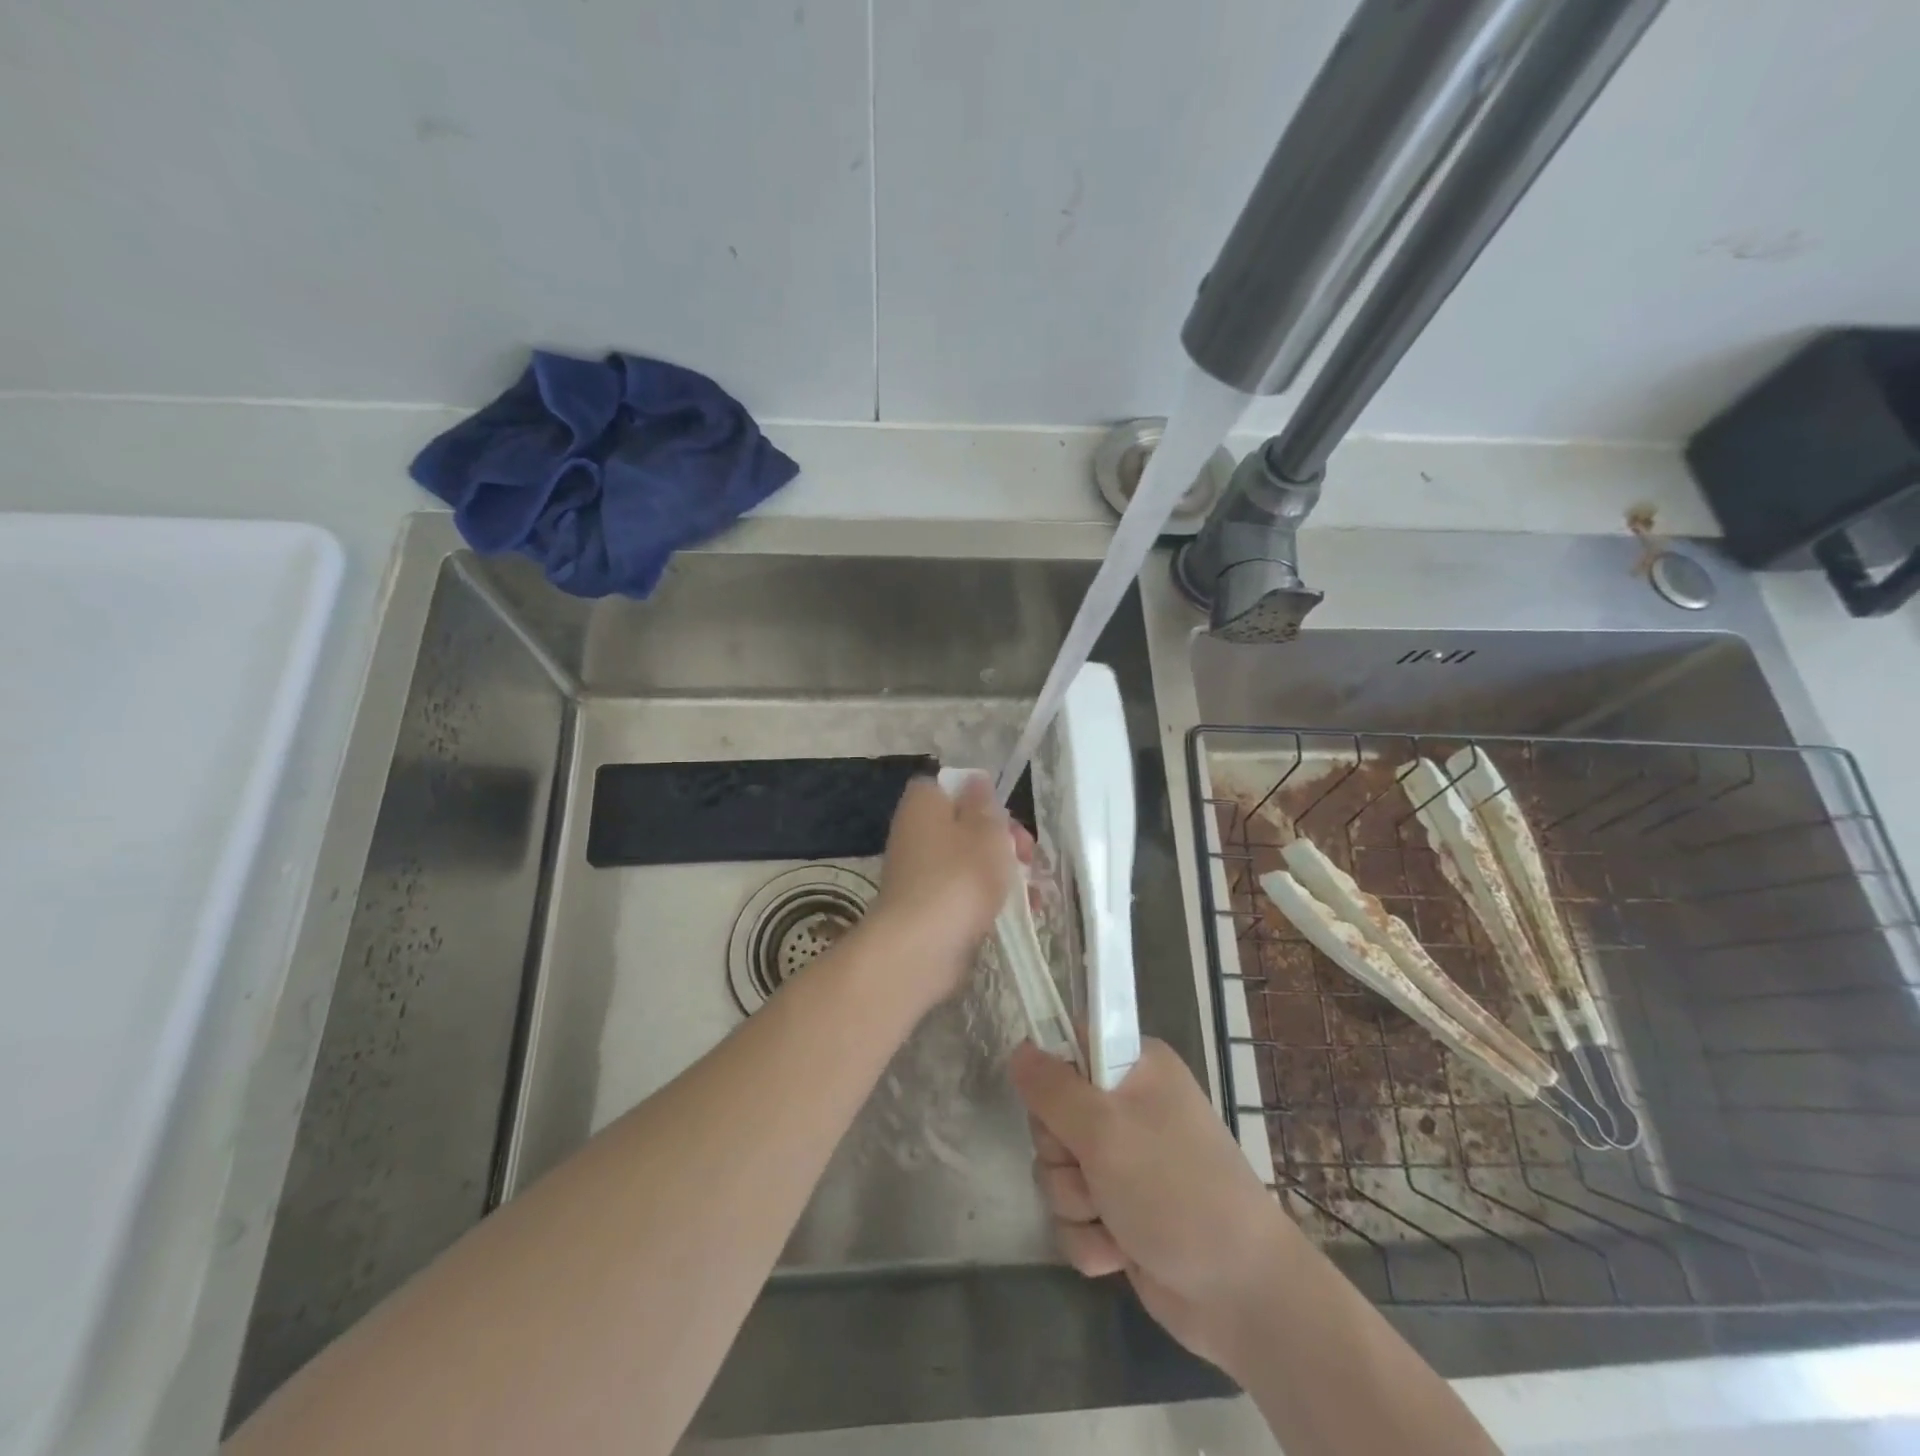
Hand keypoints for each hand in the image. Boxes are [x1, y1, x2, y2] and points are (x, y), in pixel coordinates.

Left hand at [865, 775, 1028, 1009]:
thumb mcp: (985, 831)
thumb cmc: (959, 876)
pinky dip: (991, 899)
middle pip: (965, 826)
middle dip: (1003, 840)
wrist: (921, 946)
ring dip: (1004, 872)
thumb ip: (985, 804)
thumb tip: (976, 780)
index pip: (949, 786)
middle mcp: (915, 833)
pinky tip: (1023, 912)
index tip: (1006, 815)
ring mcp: (920, 873)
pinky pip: (965, 893)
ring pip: (969, 862)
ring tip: (1035, 891)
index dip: (980, 797)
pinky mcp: (929, 908)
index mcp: (923, 804)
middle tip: (1027, 856)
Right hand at [1008, 1038, 1301, 1374]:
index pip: (1069, 1045)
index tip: (1056, 1106)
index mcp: (1134, 1068)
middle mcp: (1126, 1107)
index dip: (1051, 1076)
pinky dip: (1089, 1238)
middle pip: (1051, 1114)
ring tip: (1114, 1216)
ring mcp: (1122, 1162)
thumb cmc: (1176, 1190)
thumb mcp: (1106, 1129)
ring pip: (1055, 1170)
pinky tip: (1120, 1250)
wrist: (1240, 1293)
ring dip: (1075, 1202)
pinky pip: (1071, 1217)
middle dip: (1062, 1153)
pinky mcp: (1117, 1212)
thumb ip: (1053, 1088)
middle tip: (1093, 1167)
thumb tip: (1018, 1050)